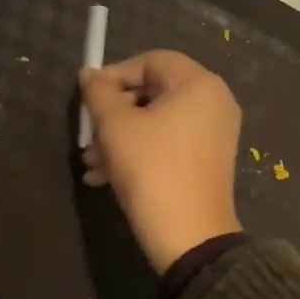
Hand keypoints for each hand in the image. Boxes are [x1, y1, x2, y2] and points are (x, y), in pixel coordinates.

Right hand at [79, 51, 243, 270]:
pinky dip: (137, 153)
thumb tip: (89, 74)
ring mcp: (212, 134)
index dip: (115, 74)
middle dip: (113, 113)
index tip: (89, 97)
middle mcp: (212, 103)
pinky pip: (166, 144)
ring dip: (118, 138)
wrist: (189, 238)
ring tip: (90, 163)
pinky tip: (103, 178)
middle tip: (87, 134)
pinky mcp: (205, 162)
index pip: (151, 61)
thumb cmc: (152, 169)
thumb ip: (99, 93)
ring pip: (155, 122)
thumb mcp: (116, 126)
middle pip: (152, 92)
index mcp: (199, 85)